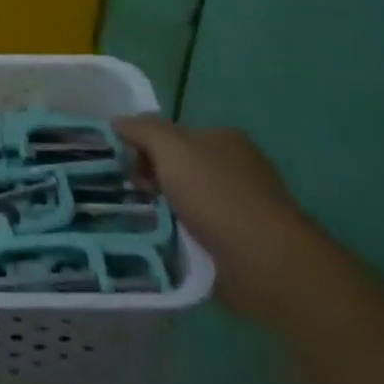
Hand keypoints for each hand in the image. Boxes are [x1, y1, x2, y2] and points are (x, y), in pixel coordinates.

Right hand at [112, 115, 331, 325]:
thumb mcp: (170, 148)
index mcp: (224, 139)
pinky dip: (181, 237)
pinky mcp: (241, 244)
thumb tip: (118, 122)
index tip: (124, 164)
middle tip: (131, 194)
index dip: (145, 144)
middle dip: (153, 178)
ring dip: (165, 210)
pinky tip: (164, 243)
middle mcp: (236, 168)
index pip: (174, 134)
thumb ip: (142, 130)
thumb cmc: (216, 194)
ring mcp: (241, 208)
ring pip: (187, 201)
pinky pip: (198, 233)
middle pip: (179, 166)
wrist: (264, 262)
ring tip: (139, 221)